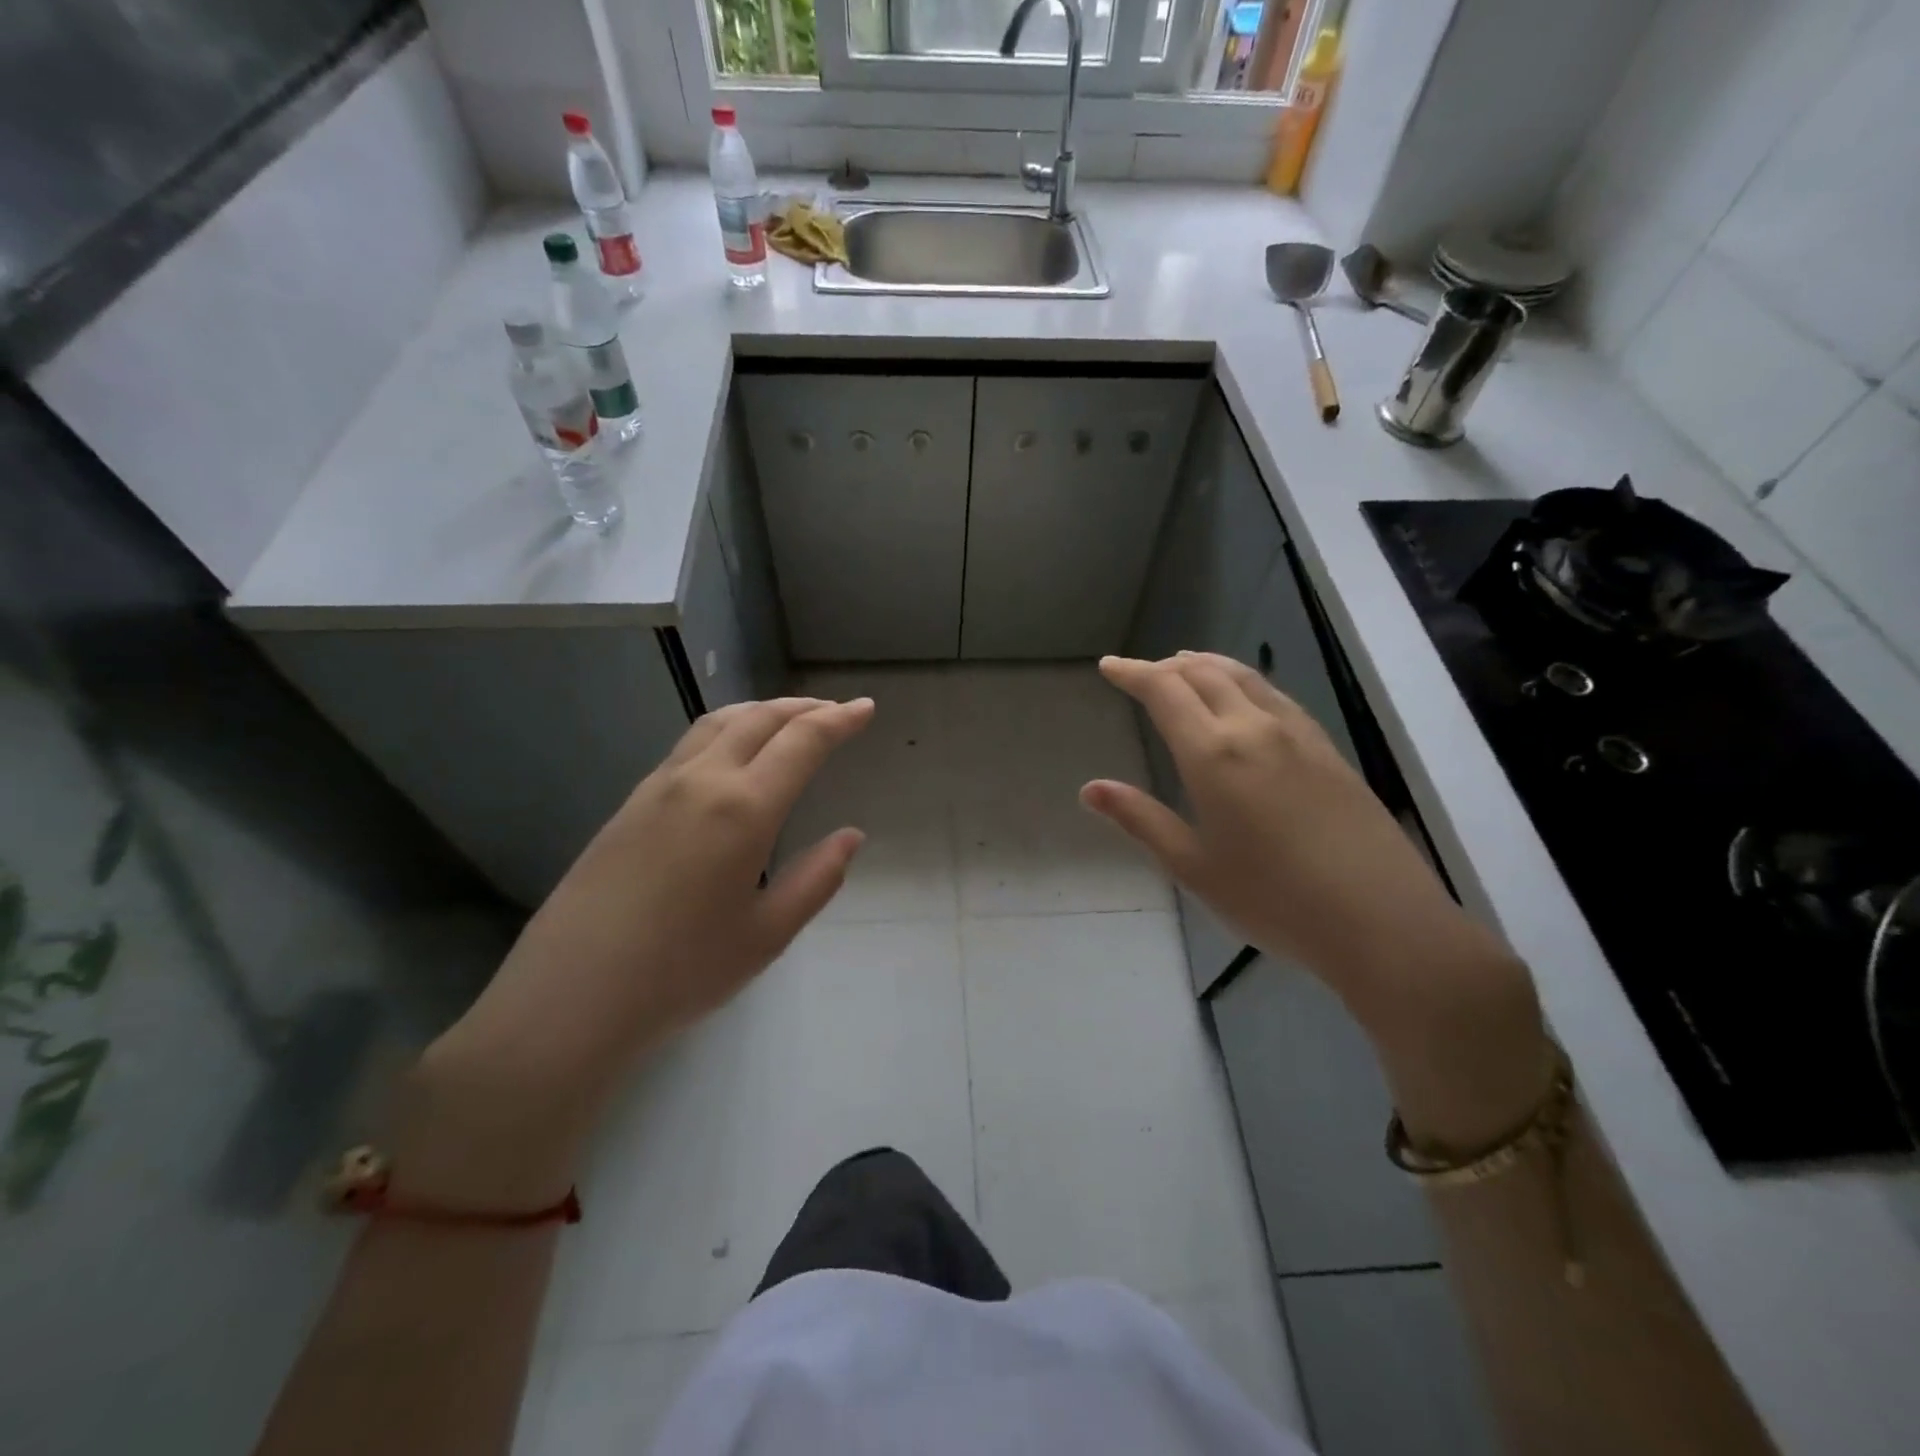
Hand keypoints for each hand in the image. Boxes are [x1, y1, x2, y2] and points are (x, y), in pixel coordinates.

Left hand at [401, 697, 872, 1201]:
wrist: (570, 997)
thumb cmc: (682, 972)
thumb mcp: (767, 934)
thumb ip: (817, 878)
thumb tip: (851, 836)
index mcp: (743, 809)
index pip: (802, 742)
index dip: (839, 720)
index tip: (865, 708)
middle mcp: (701, 781)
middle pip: (760, 719)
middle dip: (804, 707)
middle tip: (834, 711)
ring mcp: (658, 787)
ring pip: (718, 723)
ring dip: (761, 710)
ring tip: (787, 718)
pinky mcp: (630, 803)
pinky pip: (689, 744)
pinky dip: (726, 729)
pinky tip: (730, 753)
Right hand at [1082, 653, 1481, 997]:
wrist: (1381, 920)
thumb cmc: (1272, 900)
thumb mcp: (1193, 866)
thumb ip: (1140, 819)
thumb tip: (1090, 789)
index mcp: (1214, 754)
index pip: (1164, 691)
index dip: (1132, 672)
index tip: (1109, 666)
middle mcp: (1255, 728)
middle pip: (1204, 673)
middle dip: (1165, 667)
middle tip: (1140, 673)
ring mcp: (1298, 735)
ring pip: (1244, 677)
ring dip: (1206, 665)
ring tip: (1184, 668)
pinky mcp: (1327, 749)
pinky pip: (1275, 695)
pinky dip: (1243, 682)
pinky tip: (1243, 700)